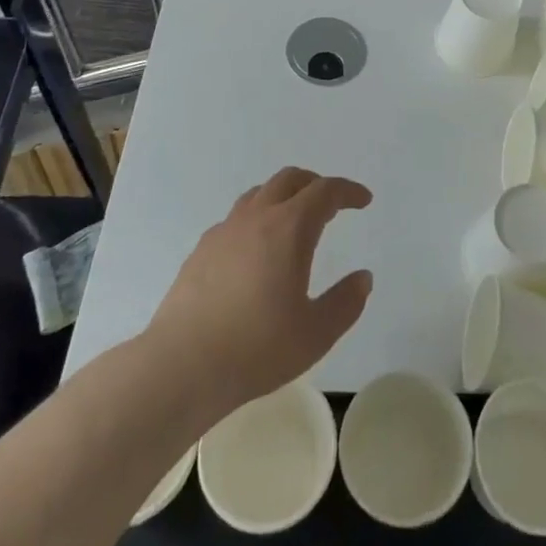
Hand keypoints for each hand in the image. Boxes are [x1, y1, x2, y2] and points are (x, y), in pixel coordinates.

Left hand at [148, 167, 372, 420]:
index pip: (325, 191)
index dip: (348, 191)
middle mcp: (256, 218)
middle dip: (316, 184)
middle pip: (289, 179)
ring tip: (295, 220)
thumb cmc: (256, 348)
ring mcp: (224, 231)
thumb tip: (363, 278)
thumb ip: (345, 302)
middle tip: (332, 203)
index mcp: (289, 228)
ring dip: (284, 196)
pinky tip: (256, 250)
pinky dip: (257, 218)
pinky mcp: (201, 250)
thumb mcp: (316, 333)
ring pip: (259, 193)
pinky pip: (236, 218)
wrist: (181, 366)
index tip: (363, 200)